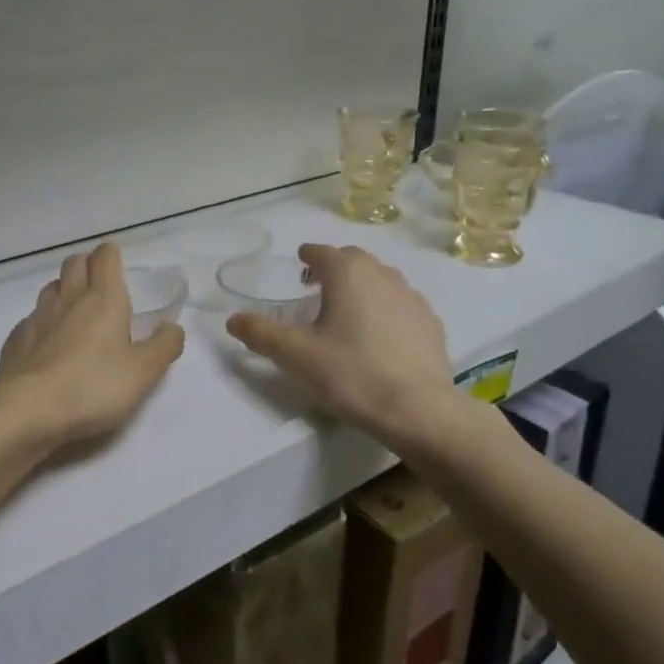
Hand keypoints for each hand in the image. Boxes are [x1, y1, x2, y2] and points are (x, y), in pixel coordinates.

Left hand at [0, 243, 184, 448]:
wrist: (27, 409)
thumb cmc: (93, 386)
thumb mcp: (143, 372)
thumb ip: (163, 346)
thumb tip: (173, 327)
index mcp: (103, 299)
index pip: (105, 257)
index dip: (111, 254)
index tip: (118, 262)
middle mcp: (68, 299)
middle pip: (75, 263)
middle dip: (88, 264)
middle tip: (100, 282)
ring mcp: (37, 317)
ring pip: (52, 287)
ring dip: (65, 289)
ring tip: (76, 310)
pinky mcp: (16, 339)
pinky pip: (32, 318)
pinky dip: (44, 321)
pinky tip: (49, 342)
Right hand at [226, 244, 462, 449]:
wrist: (419, 411)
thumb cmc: (352, 375)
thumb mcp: (297, 356)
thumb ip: (261, 334)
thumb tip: (233, 319)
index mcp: (348, 274)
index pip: (324, 252)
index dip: (309, 255)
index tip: (300, 261)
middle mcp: (382, 275)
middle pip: (354, 260)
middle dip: (334, 266)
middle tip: (317, 286)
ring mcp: (412, 298)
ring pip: (381, 278)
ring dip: (361, 284)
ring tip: (347, 308)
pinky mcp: (431, 323)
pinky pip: (401, 302)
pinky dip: (385, 306)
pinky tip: (380, 333)